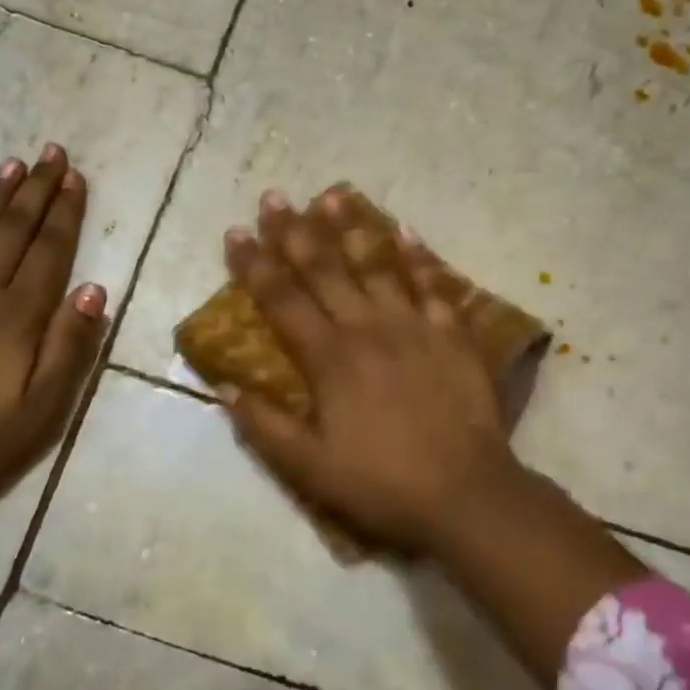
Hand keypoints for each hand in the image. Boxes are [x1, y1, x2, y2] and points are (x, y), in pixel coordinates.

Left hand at [0, 144, 107, 499]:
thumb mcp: (45, 404)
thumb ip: (71, 343)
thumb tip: (95, 288)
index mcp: (19, 314)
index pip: (50, 250)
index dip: (65, 212)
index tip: (75, 177)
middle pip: (14, 230)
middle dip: (36, 189)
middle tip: (50, 152)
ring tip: (10, 163)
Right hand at [218, 189, 530, 553]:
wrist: (465, 494)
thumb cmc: (380, 482)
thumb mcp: (308, 467)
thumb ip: (263, 426)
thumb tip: (223, 387)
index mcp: (328, 358)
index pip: (281, 299)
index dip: (254, 264)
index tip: (235, 232)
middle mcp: (366, 328)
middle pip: (324, 270)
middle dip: (294, 231)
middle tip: (275, 197)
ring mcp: (413, 326)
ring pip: (377, 265)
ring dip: (351, 228)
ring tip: (332, 196)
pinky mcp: (451, 335)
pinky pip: (433, 286)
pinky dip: (419, 258)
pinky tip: (406, 232)